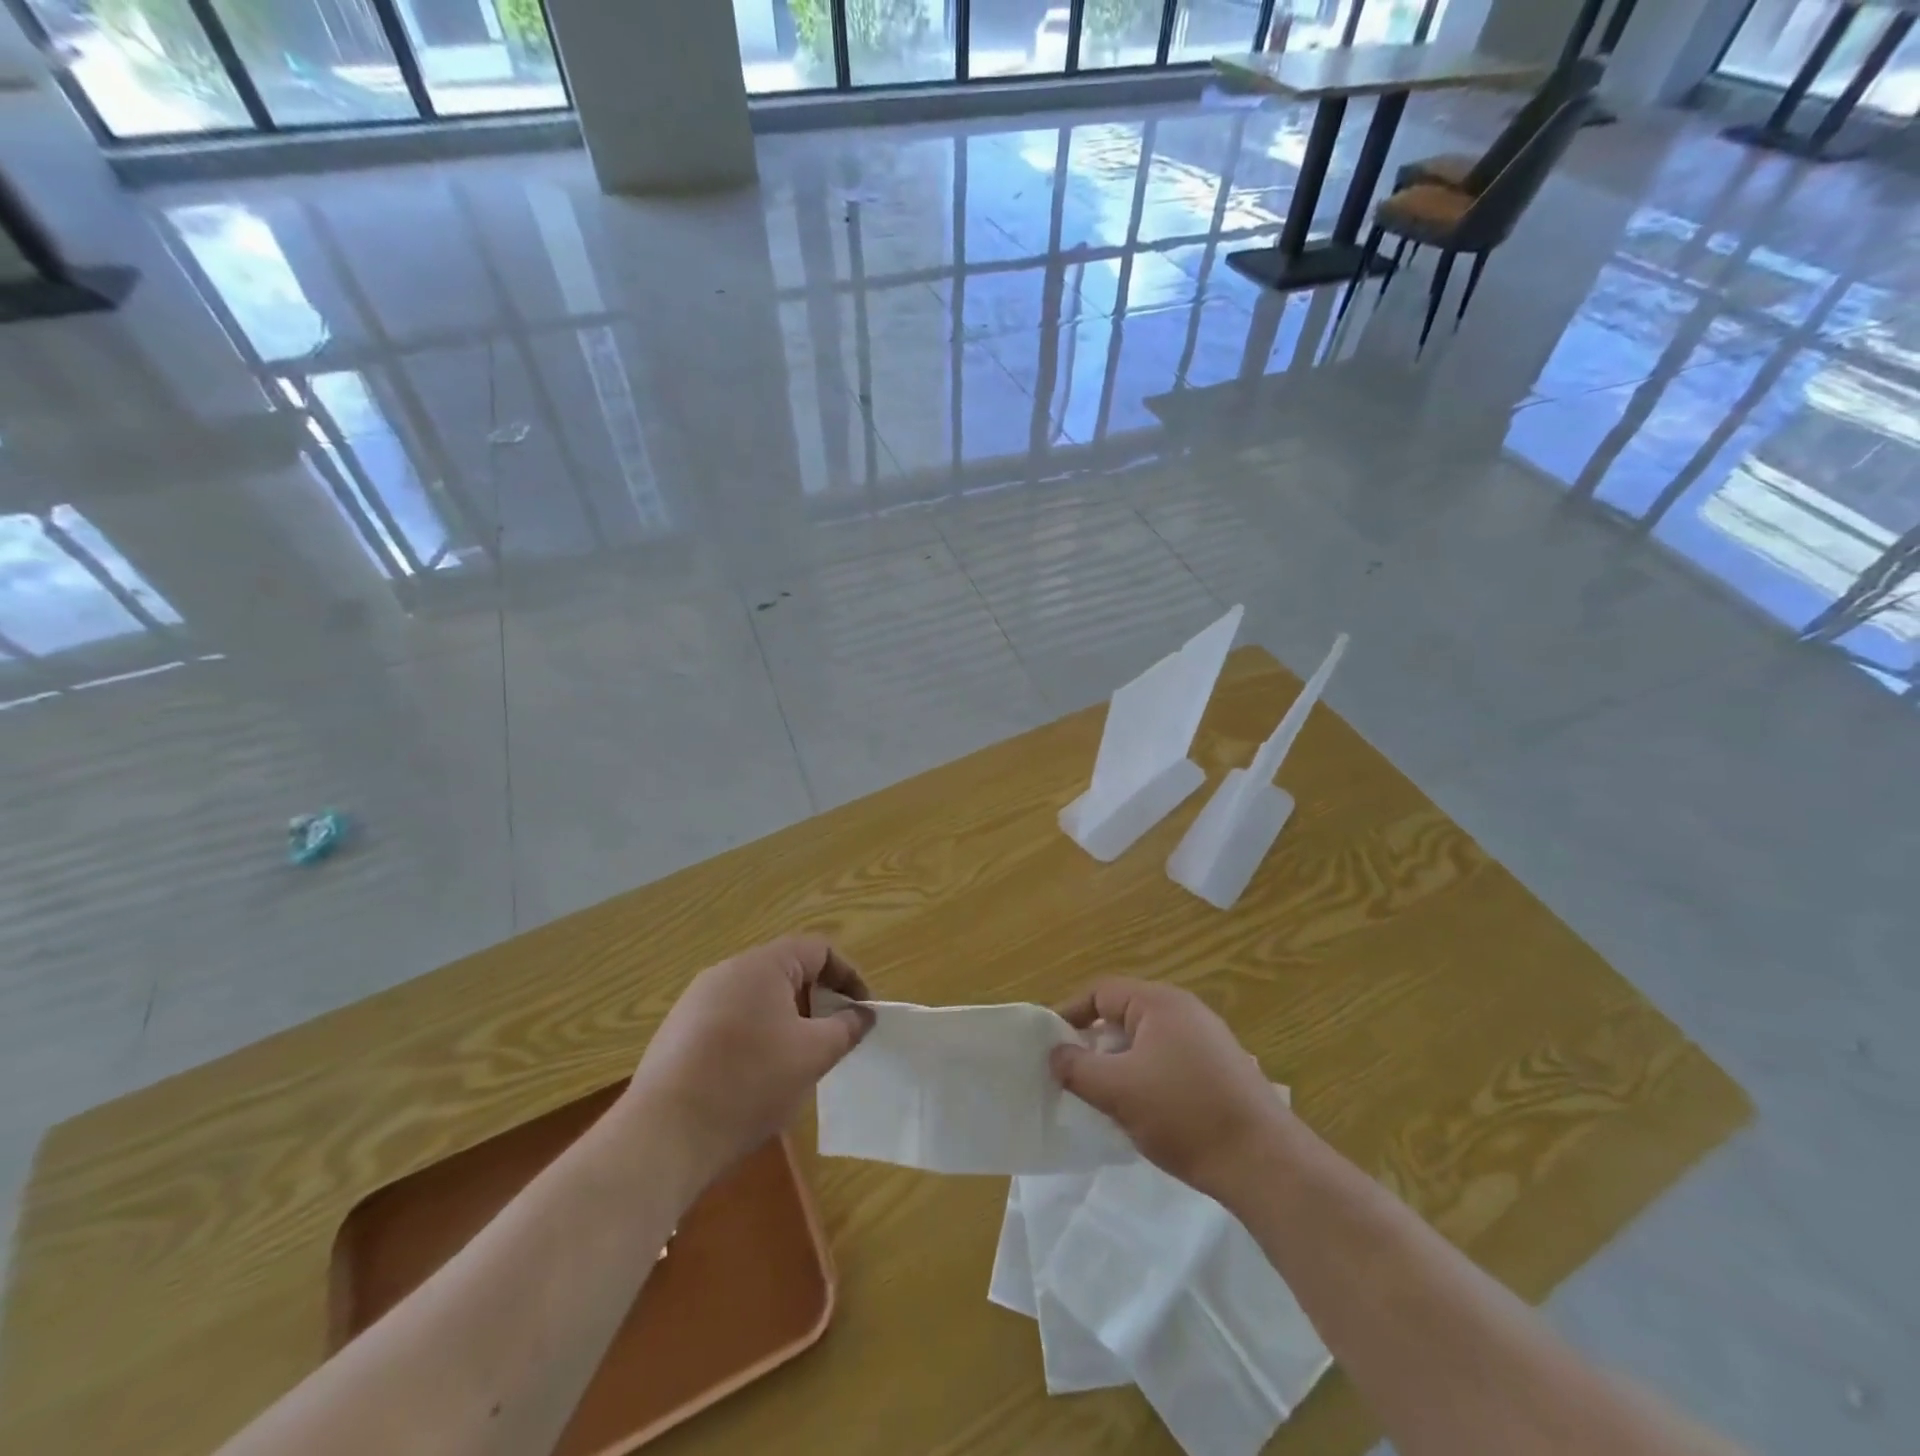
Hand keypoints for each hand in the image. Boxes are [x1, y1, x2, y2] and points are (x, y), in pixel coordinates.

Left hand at [628, 936, 872, 1183]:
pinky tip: (756, 1077)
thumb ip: (846, 1028)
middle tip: (835, 1036)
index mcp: (762, 965)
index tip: (863, 1012)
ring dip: (787, 1019)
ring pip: (758, 997)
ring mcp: (696, 1001)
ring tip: (799, 1059)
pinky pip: (730, 1019)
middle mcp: (727, 971)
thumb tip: (863, 1014)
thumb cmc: (749, 1083)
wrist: (662, 1136)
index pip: (818, 949)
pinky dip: (756, 1036)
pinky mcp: (678, 1032)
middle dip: (818, 999)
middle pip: (787, 970)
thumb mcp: (813, 1055)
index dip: (848, 976)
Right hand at [1050, 978, 1285, 1200]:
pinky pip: (1168, 1059)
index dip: (1069, 1013)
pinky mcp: (1221, 1068)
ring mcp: (1208, 1039)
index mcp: (1159, 1002)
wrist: (1264, 1162)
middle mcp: (1185, 1010)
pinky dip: (1146, 1075)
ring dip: (1120, 1062)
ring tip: (1105, 1095)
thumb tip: (1055, 1054)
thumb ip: (1076, 1068)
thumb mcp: (1117, 1090)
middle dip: (1095, 1042)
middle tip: (1073, 1073)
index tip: (1048, 1044)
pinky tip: (1144, 1109)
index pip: (1100, 992)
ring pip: (1146, 1040)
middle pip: (1123, 1014)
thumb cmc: (1184, 1114)